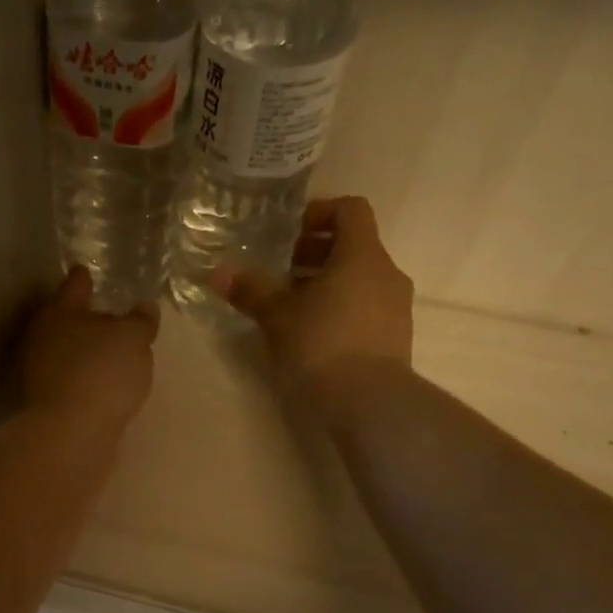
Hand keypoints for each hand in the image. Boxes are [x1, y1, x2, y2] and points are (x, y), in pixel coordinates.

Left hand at [19, 267, 157, 435]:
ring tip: (108, 355)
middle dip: (83, 318)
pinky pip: (68, 380)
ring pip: (64, 352)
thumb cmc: (102, 372)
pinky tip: (99, 386)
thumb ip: (140, 321)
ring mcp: (37, 371)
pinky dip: (81, 378)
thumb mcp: (134, 339)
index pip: (74, 285)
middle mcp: (42, 336)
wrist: (70, 433)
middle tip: (107, 318)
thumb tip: (144, 307)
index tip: (86, 270)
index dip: (83, 277)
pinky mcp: (42, 403)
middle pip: (64, 320)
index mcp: (60, 311)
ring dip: (82, 351)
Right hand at [210, 196, 415, 404]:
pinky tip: (314, 336)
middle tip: (282, 273)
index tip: (290, 234)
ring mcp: (396, 307)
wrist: (368, 402)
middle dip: (316, 254)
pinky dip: (341, 310)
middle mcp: (386, 273)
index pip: (351, 210)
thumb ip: (250, 290)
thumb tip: (216, 272)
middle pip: (354, 246)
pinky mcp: (394, 338)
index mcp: (361, 255)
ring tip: (293, 309)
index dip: (320, 213)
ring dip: (327, 285)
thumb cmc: (321, 345)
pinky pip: (367, 309)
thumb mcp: (277, 316)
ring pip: (360, 280)